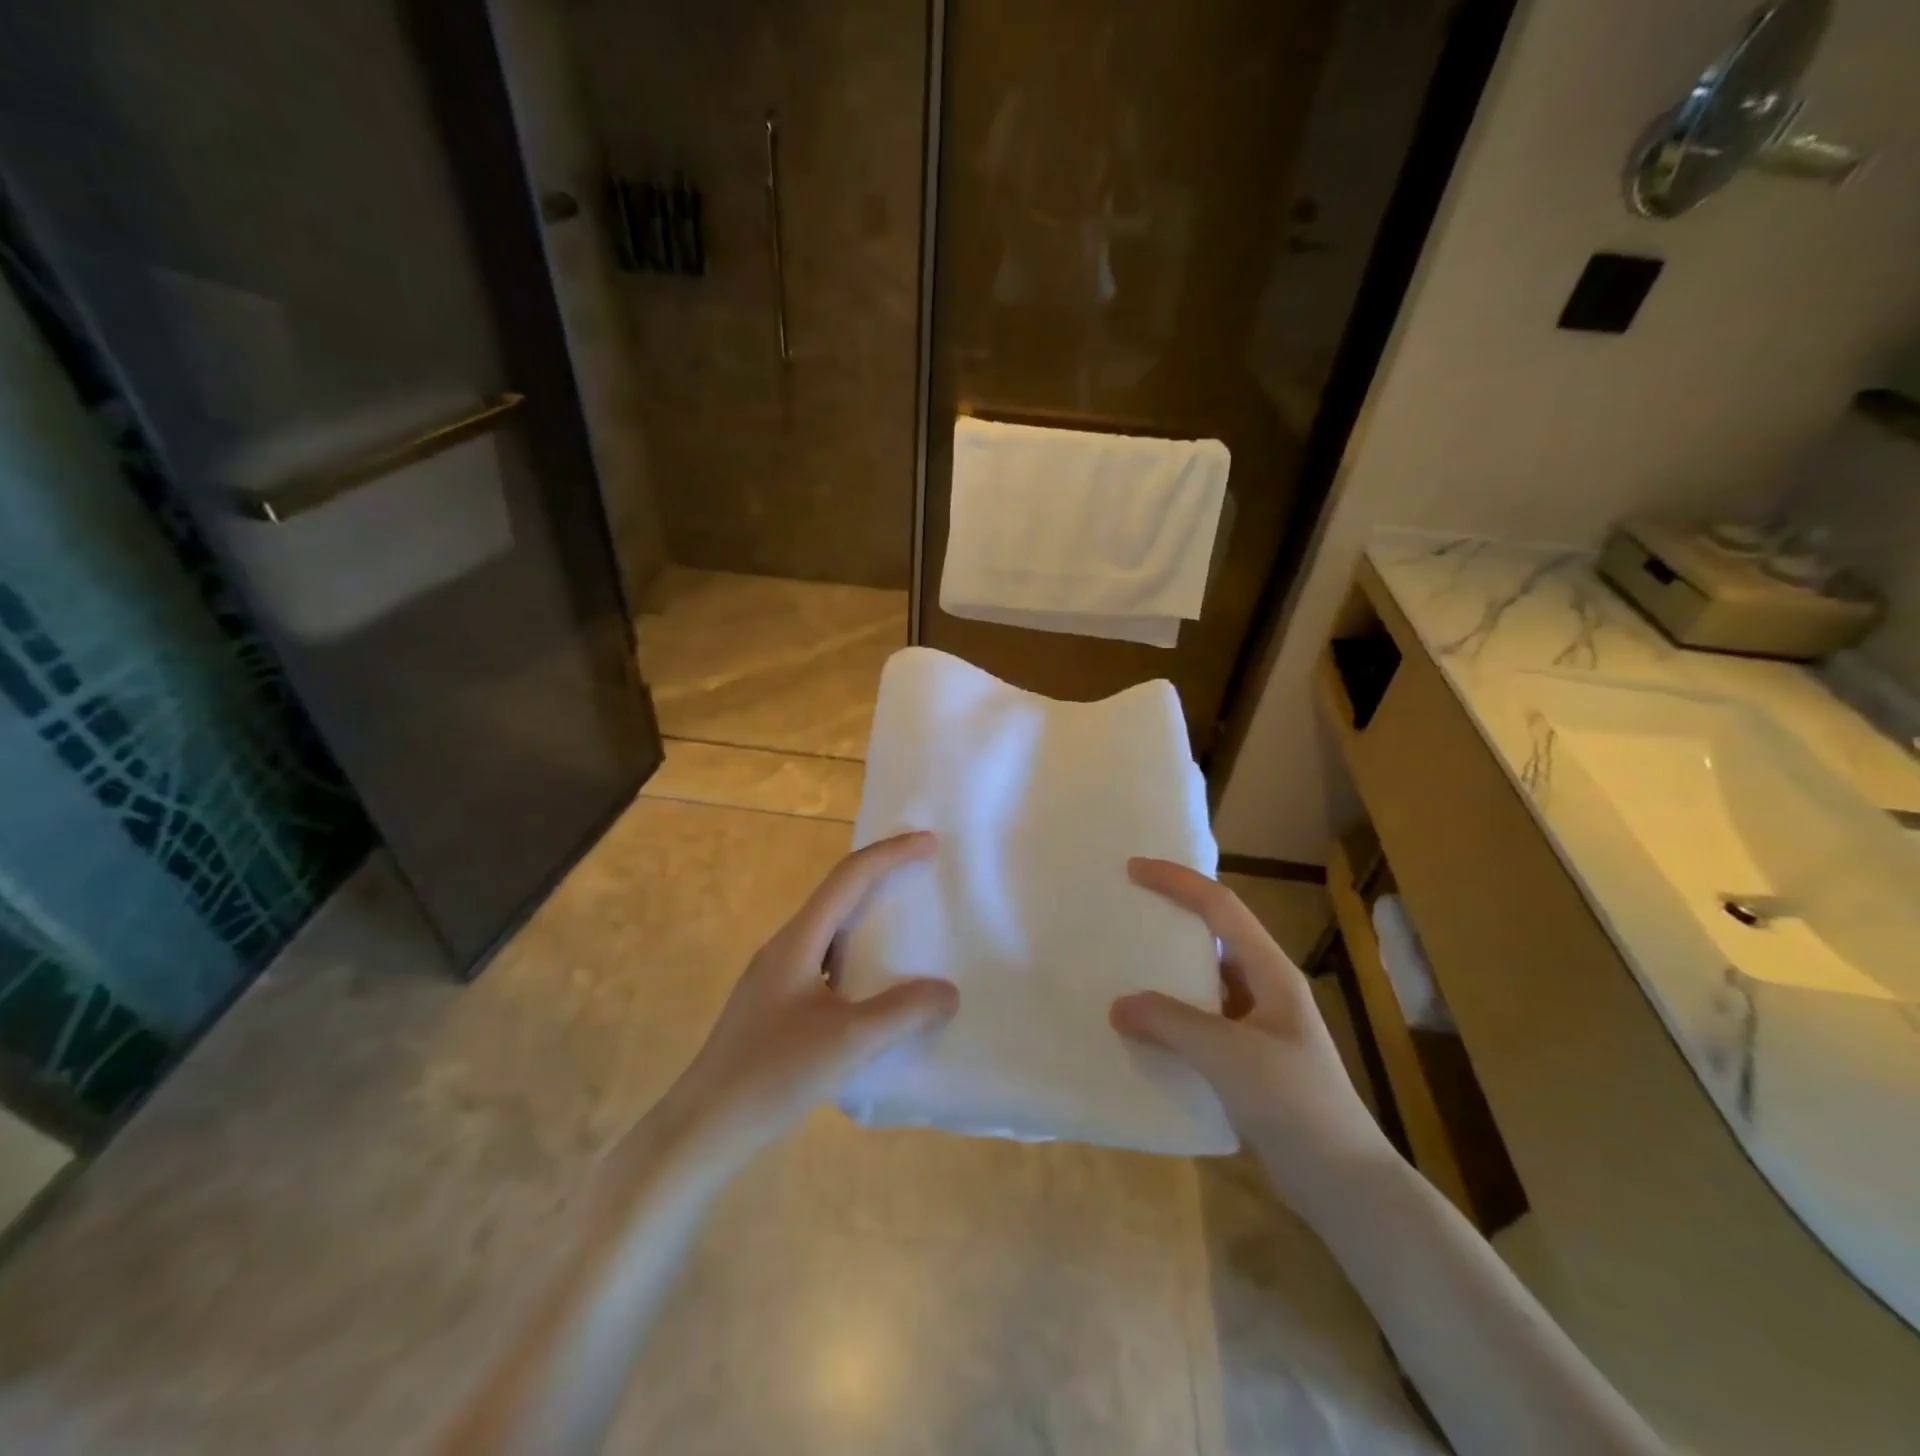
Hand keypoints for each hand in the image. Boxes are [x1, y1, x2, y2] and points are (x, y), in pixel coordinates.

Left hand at [656, 831, 957, 1166]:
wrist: (705, 1128)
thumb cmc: (773, 1073)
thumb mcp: (849, 1042)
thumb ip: (903, 1012)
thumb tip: (948, 992)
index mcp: (797, 940)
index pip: (848, 877)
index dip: (890, 854)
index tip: (930, 843)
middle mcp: (785, 948)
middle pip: (838, 896)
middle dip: (881, 878)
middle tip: (923, 876)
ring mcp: (777, 979)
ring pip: (831, 933)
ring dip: (869, 921)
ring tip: (909, 929)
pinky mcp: (777, 1008)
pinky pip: (827, 965)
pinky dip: (859, 960)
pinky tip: (876, 990)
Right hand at [1111, 858, 1390, 1213]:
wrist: (1345, 1184)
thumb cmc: (1294, 1103)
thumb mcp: (1228, 1055)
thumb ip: (1170, 1022)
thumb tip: (1118, 1005)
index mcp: (1271, 973)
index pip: (1220, 907)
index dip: (1177, 882)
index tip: (1133, 869)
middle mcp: (1266, 989)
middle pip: (1213, 936)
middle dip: (1171, 918)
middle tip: (1126, 911)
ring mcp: (1259, 1026)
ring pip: (1205, 981)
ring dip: (1168, 972)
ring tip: (1123, 966)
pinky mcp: (1249, 1060)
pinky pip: (1202, 1021)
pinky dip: (1171, 1016)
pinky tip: (1144, 1029)